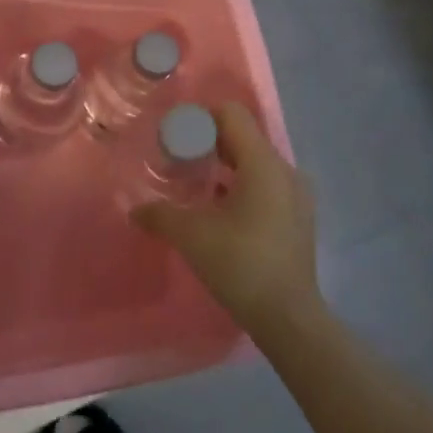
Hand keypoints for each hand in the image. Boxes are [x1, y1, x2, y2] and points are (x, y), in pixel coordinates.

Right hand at [132, 102, 321, 344]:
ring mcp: (296, 195)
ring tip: (196, 186)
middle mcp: (285, 171)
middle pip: (243, 137)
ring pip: (255, 164)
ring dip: (225, 167)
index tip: (176, 136)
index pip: (232, 115)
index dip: (201, 118)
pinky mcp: (298, 218)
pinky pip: (266, 186)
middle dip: (209, 144)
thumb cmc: (241, 265)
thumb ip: (160, 214)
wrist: (288, 317)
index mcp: (263, 164)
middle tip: (179, 161)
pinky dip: (241, 187)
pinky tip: (220, 211)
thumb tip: (135, 209)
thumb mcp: (191, 236)